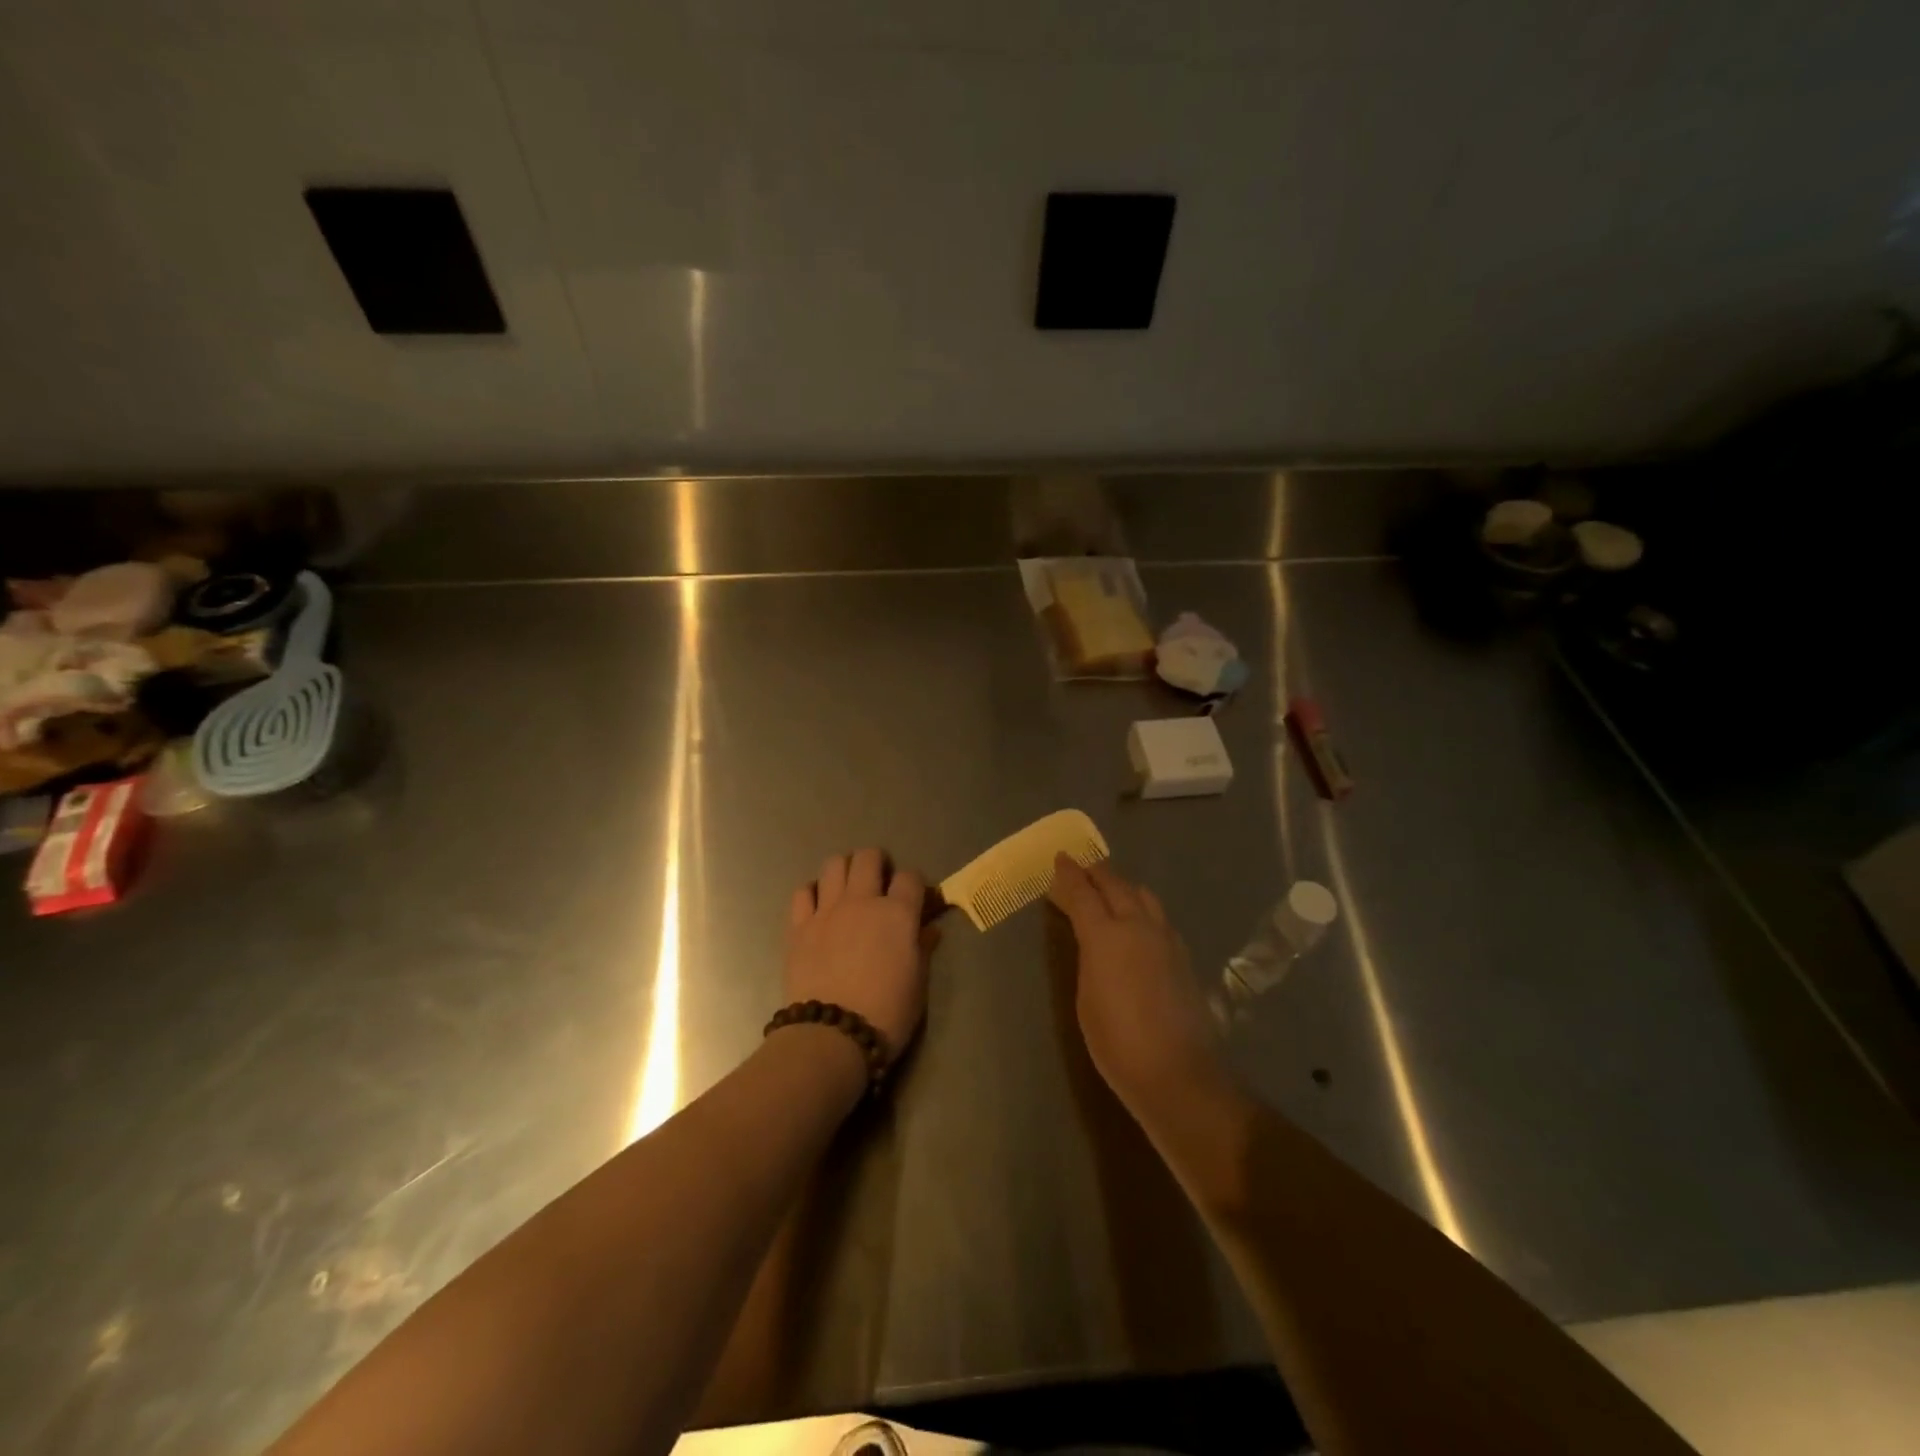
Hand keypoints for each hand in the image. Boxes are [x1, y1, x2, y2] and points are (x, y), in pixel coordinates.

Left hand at [785, 848, 934, 1064]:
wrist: (832, 1036)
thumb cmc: (886, 1014)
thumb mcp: (917, 984)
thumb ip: (922, 949)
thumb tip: (929, 930)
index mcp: (898, 914)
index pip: (910, 877)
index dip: (914, 884)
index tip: (915, 898)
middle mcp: (862, 901)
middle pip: (869, 857)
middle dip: (878, 863)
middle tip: (879, 882)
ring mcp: (827, 910)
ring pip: (834, 864)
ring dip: (845, 869)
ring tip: (848, 888)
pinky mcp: (799, 926)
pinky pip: (803, 892)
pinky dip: (813, 892)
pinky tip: (819, 905)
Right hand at [1048, 854, 1227, 1112]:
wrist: (1177, 1072)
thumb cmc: (1117, 1042)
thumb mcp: (1086, 998)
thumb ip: (1088, 958)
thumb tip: (1091, 938)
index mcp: (1106, 935)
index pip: (1082, 893)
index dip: (1069, 875)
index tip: (1060, 859)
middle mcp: (1138, 926)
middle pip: (1116, 885)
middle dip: (1096, 873)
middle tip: (1081, 869)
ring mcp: (1166, 938)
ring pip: (1143, 896)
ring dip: (1122, 887)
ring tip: (1108, 890)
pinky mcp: (1183, 955)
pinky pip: (1158, 916)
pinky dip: (1141, 907)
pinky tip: (1136, 921)